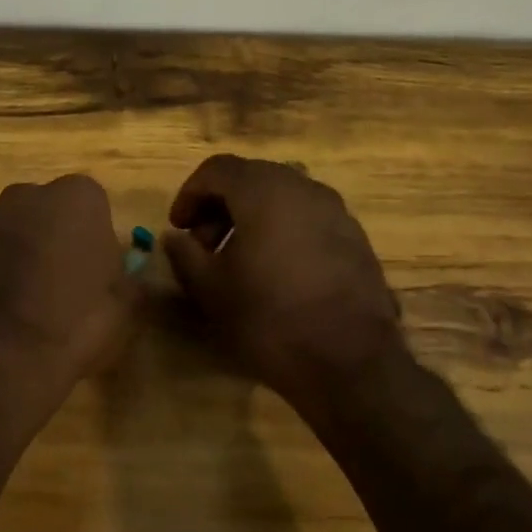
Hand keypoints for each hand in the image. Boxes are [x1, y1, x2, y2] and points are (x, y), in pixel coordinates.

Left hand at [0, 175, 138, 407]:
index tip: (98, 275)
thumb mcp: (125, 308)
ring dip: (21, 261)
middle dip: (56, 242)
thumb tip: (125, 278)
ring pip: (14, 236)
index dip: (97, 242)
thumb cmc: (75, 322)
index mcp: (77, 197)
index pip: (95, 207)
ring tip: (30, 310)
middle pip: (50, 215)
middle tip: (66, 289)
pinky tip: (0, 320)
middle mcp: (27, 196)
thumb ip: (127, 280)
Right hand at [164, 154, 403, 403]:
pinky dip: (282, 231)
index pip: (217, 169)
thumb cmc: (268, 318)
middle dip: (221, 205)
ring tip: (238, 260)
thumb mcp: (210, 289)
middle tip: (204, 245)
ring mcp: (336, 211)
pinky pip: (307, 219)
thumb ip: (185, 254)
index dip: (190, 194)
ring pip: (282, 197)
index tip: (178, 228)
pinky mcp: (356, 238)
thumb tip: (175, 237)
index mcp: (264, 190)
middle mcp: (303, 188)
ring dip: (252, 217)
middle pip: (251, 178)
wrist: (350, 362)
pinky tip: (276, 272)